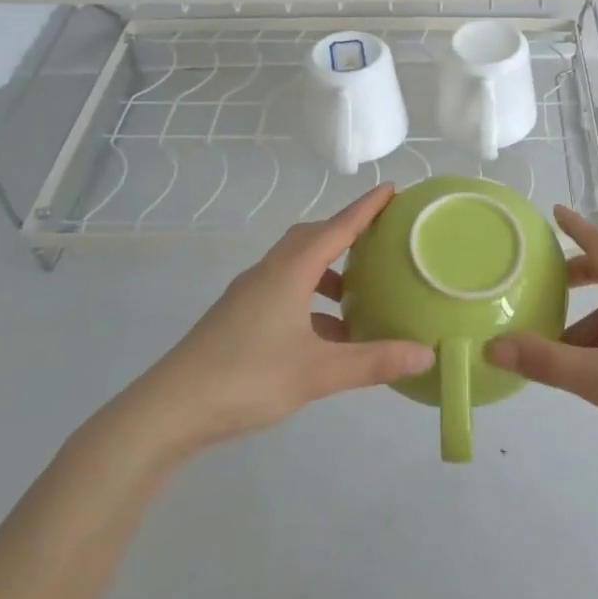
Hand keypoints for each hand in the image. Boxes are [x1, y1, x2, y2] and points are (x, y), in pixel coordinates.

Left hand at [120, 185, 433, 455]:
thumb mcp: (317, 372)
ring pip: (296, 267)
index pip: (336, 228)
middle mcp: (269, 273)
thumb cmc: (247, 378)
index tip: (391, 189)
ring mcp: (249, 295)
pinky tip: (326, 334)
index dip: (365, 208)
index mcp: (289, 273)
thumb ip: (373, 362)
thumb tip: (426, 354)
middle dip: (345, 233)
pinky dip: (310, 301)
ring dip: (327, 271)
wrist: (170, 409)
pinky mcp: (239, 318)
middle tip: (379, 238)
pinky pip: (284, 291)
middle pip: (312, 238)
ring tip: (357, 293)